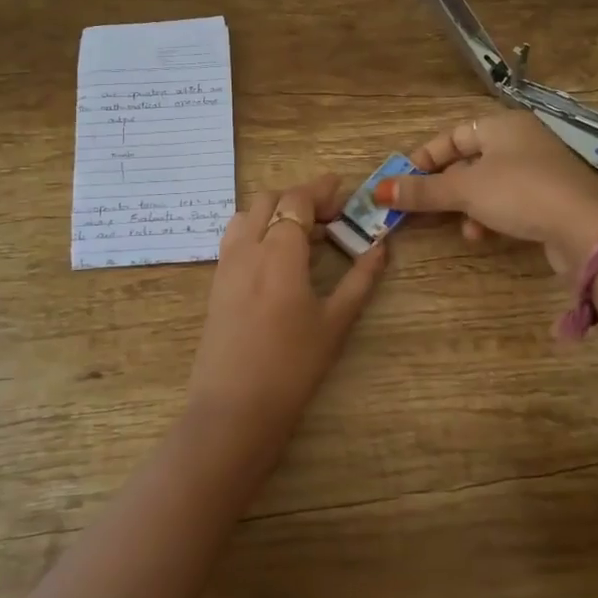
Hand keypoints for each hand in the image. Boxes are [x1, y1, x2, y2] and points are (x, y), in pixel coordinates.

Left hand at [189, 175, 387, 434]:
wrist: (235, 408)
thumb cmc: (293, 366)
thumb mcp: (335, 322)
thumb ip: (360, 279)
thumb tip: (381, 247)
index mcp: (279, 253)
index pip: (296, 200)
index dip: (320, 190)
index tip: (342, 189)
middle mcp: (248, 248)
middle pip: (269, 200)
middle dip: (299, 198)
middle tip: (329, 214)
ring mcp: (226, 264)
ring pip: (247, 215)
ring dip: (274, 211)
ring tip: (302, 233)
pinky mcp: (216, 283)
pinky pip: (235, 237)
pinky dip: (257, 229)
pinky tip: (276, 256)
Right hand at [374, 111, 597, 277]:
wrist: (586, 228)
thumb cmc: (521, 193)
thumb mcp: (465, 190)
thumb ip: (422, 191)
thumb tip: (379, 190)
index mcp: (503, 125)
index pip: (453, 136)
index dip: (425, 158)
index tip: (403, 181)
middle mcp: (522, 141)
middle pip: (469, 161)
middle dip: (446, 188)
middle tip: (424, 208)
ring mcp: (540, 170)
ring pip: (488, 185)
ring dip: (467, 207)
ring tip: (463, 229)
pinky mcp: (551, 198)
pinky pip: (509, 201)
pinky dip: (491, 215)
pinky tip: (484, 234)